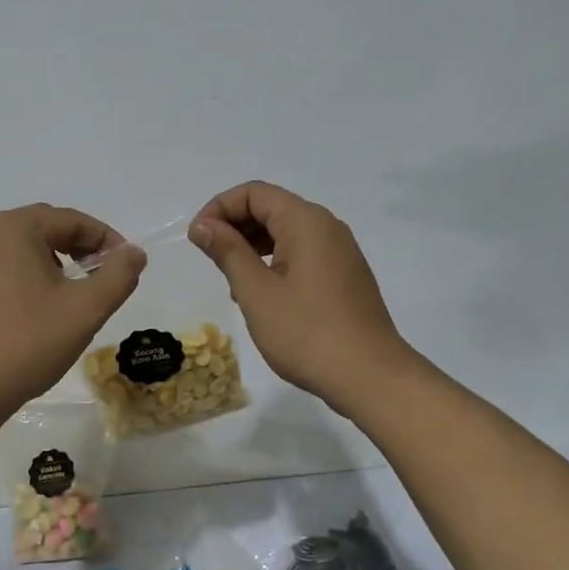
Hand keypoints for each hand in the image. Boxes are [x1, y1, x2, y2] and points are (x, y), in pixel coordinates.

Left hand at [0, 204, 145, 425]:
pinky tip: (39, 309)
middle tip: (104, 278)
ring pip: (23, 248)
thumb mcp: (84, 310)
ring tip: (74, 295)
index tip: (128, 267)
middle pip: (45, 228)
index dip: (106, 240)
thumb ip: (118, 275)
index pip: (72, 220)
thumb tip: (134, 252)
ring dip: (55, 262)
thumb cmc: (25, 344)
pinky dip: (28, 276)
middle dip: (80, 248)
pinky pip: (2, 267)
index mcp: (13, 228)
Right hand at [189, 182, 416, 415]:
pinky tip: (262, 294)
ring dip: (253, 245)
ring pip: (286, 231)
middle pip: (271, 207)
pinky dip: (275, 261)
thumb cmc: (307, 333)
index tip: (197, 239)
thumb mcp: (257, 292)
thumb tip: (203, 225)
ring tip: (232, 281)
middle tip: (210, 260)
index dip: (219, 208)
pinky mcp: (345, 274)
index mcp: (305, 221)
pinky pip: (302, 252)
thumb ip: (228, 252)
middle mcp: (326, 226)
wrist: (371, 377)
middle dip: (234, 226)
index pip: (253, 193)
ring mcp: (340, 251)